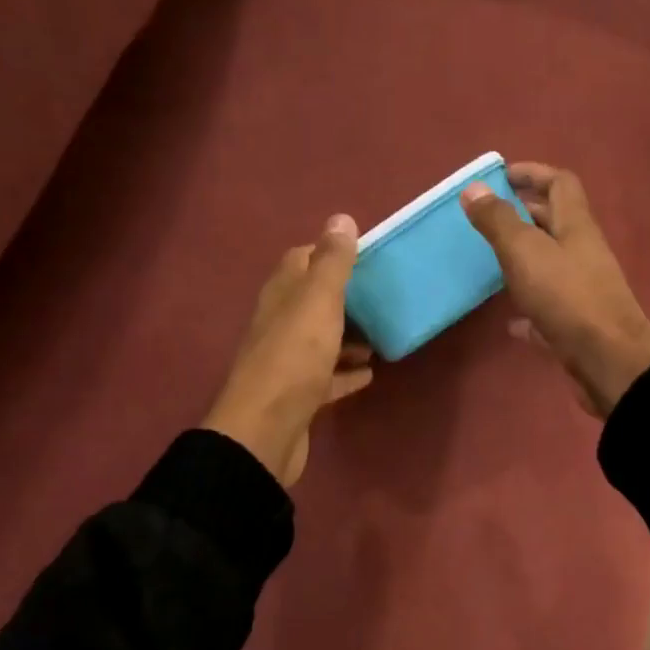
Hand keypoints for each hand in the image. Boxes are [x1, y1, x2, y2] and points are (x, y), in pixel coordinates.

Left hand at [202, 215, 373, 485]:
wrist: (266, 431)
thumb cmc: (294, 358)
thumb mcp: (318, 302)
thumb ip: (332, 262)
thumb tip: (341, 218)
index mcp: (282, 295)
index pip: (301, 260)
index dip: (330, 254)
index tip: (366, 257)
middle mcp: (279, 323)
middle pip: (312, 301)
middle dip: (345, 296)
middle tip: (383, 295)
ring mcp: (288, 361)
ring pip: (321, 338)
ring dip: (349, 335)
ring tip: (383, 333)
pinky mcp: (299, 395)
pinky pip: (327, 376)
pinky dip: (347, 371)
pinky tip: (370, 372)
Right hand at [461, 164, 649, 417]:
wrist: (608, 360)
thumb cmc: (567, 297)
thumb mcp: (525, 252)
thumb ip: (499, 221)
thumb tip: (474, 188)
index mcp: (576, 226)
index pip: (560, 183)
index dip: (533, 173)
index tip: (501, 176)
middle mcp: (583, 251)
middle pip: (555, 222)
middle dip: (524, 214)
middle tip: (489, 218)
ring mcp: (583, 288)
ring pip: (551, 263)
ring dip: (525, 259)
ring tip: (492, 262)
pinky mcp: (577, 323)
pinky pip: (548, 306)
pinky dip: (528, 306)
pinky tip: (508, 320)